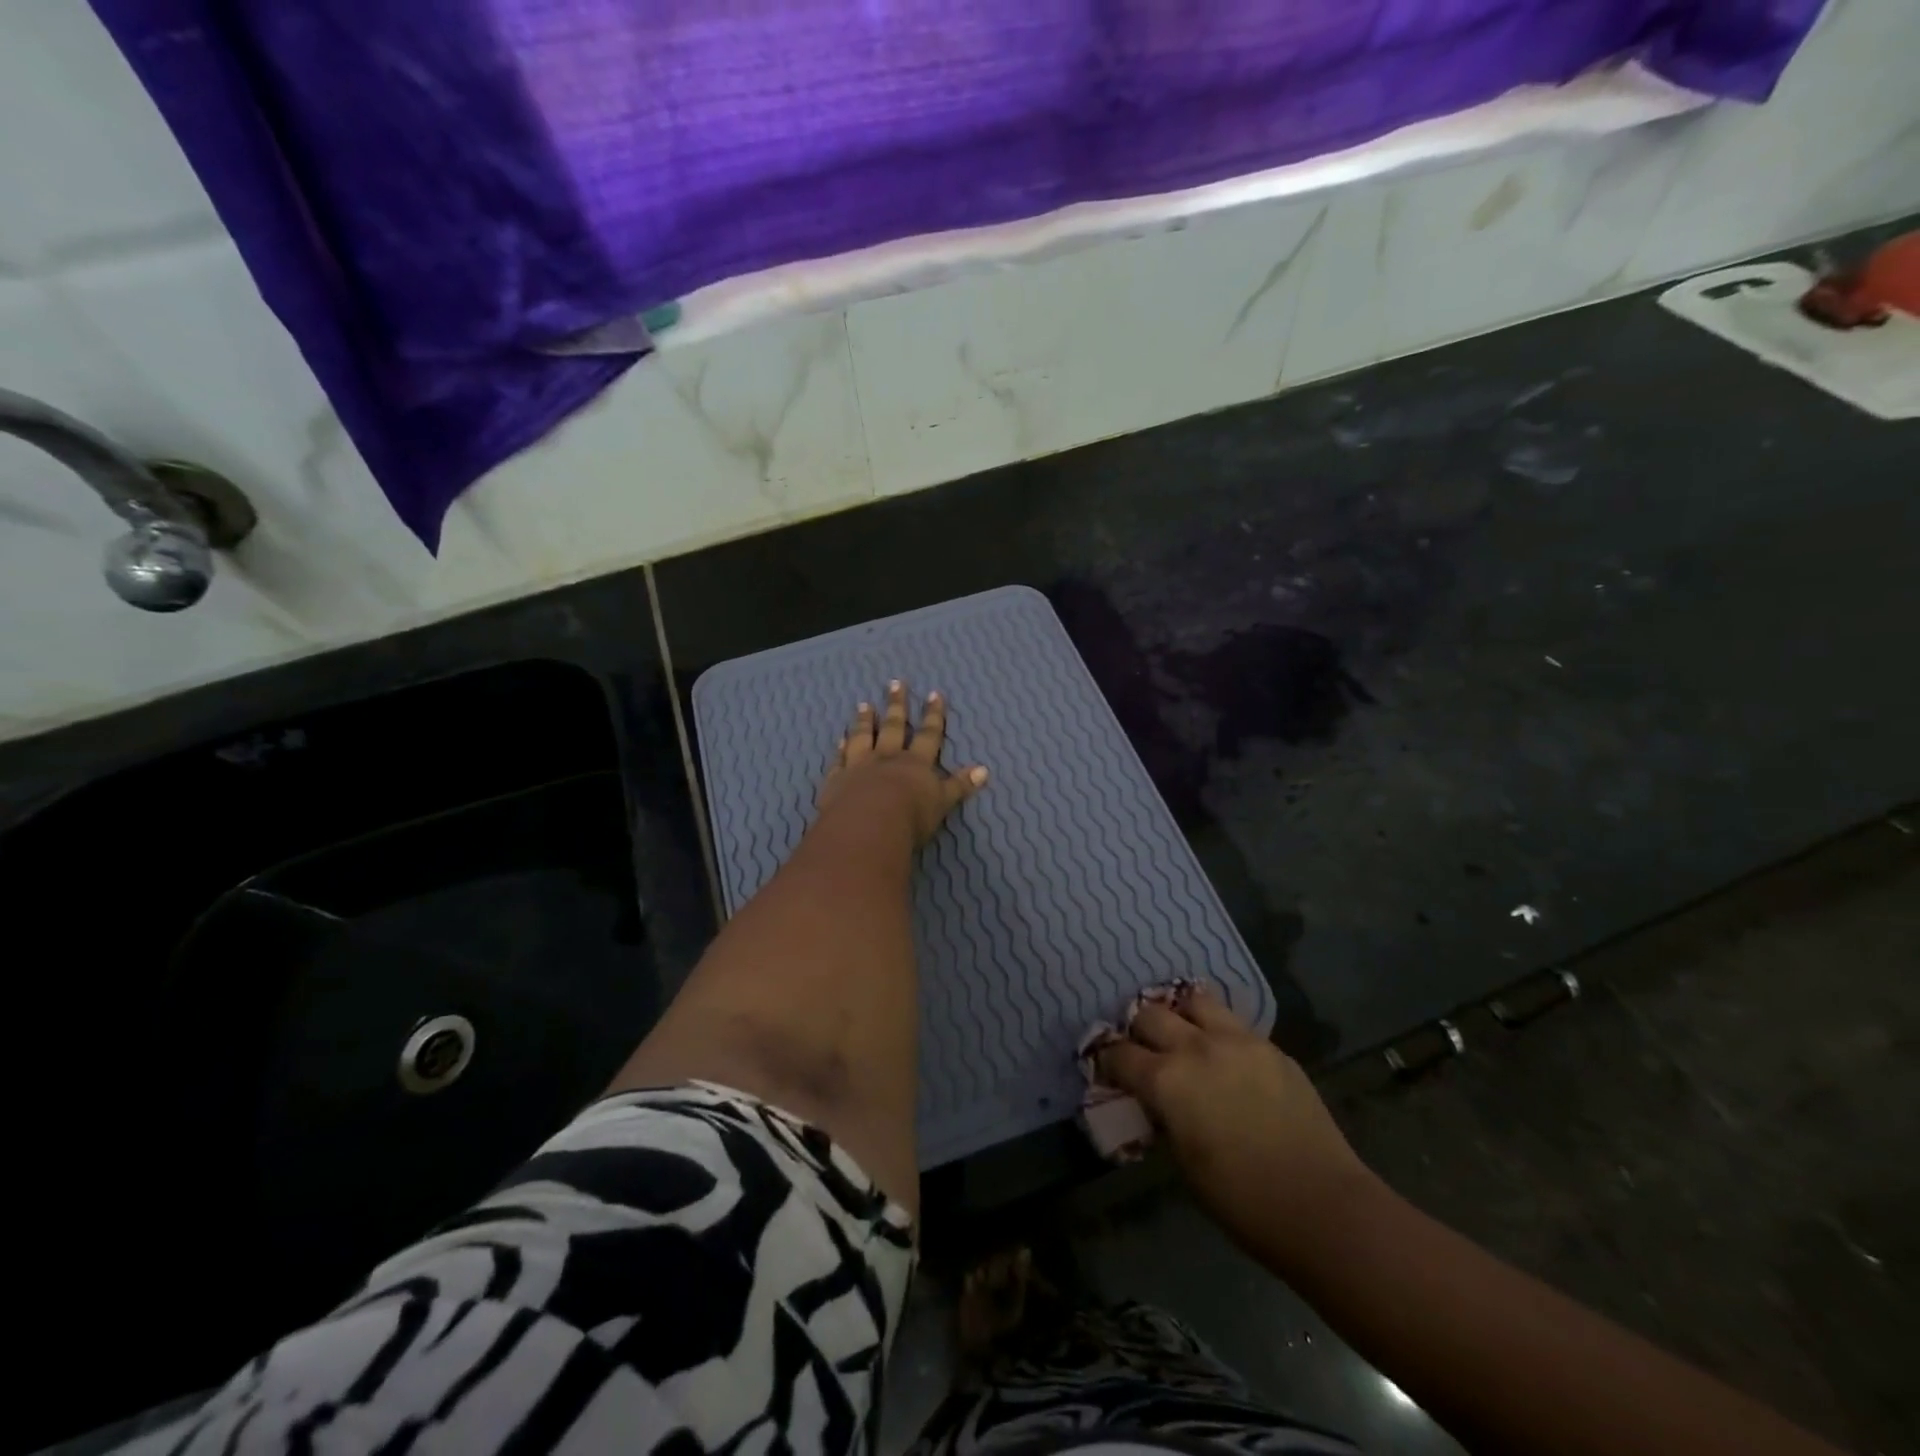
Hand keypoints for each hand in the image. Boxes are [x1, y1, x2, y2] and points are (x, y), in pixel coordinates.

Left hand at [816, 680, 987, 846]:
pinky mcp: (837, 779)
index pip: (929, 735)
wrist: (868, 825)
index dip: (933, 715)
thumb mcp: (943, 802)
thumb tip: (984, 770)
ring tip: (864, 704)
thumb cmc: (911, 816)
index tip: (934, 694)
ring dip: (865, 720)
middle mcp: (887, 758)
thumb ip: (959, 785)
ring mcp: (859, 766)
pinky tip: (839, 739)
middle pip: (893, 727)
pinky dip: (840, 748)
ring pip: (862, 737)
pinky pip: (839, 759)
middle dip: (897, 705)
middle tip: (895, 683)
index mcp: (916, 763)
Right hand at [1096, 984, 1376, 1269]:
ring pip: (1193, 1000)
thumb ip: (1164, 1117)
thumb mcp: (1183, 1162)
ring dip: (1180, 1015)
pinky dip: (1217, 1030)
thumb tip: (1156, 1101)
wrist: (1322, 1205)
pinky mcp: (1270, 1046)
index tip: (1106, 1068)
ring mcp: (1236, 1040)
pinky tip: (1224, 1054)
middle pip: (1149, 1015)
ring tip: (1183, 1035)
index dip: (1107, 1060)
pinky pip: (1232, 1022)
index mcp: (1166, 1081)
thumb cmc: (1242, 1200)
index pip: (1119, 1054)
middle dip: (1138, 1030)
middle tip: (1143, 1050)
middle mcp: (1195, 1047)